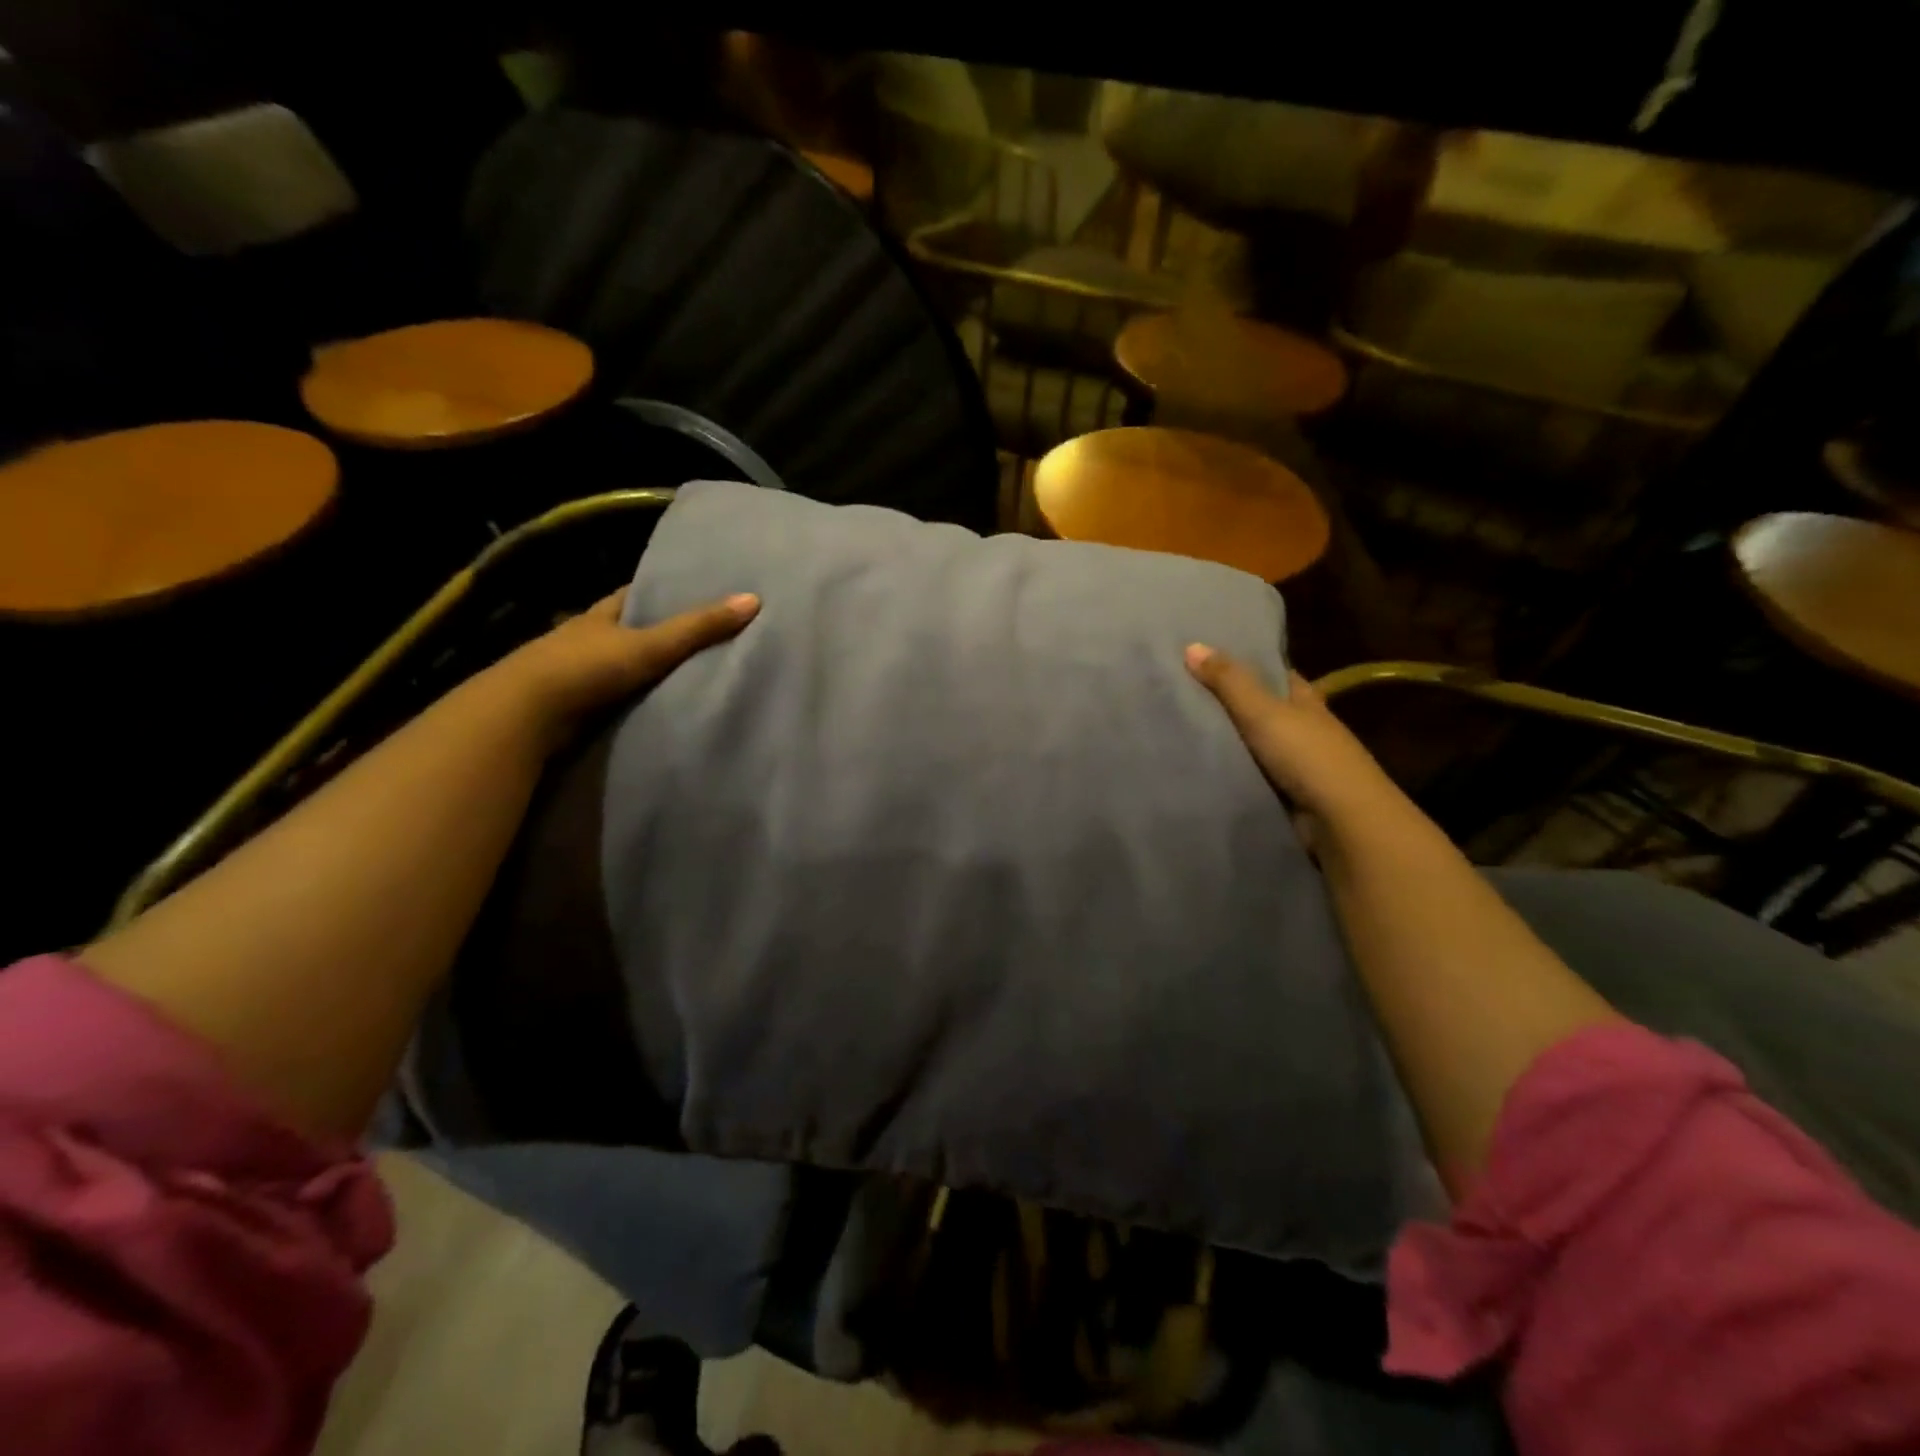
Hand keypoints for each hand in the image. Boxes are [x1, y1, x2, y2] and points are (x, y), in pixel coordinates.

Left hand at [497, 589, 759, 746]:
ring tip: (686, 673)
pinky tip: (653, 705)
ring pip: (617, 664)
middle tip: (701, 635)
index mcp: (600, 614)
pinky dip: (631, 698)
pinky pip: (611, 696)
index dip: (662, 591)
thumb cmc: (587, 668)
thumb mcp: (650, 644)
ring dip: (642, 669)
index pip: (634, 594)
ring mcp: (575, 672)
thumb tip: (753, 599)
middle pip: (626, 629)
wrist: (525, 715)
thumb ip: (699, 628)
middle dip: (655, 631)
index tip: (694, 591)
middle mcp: (585, 638)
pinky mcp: (572, 705)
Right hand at [1184, 643, 1402, 848]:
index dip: (1244, 663)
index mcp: (1304, 700)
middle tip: (1176, 693)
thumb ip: (1229, 681)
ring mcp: (1293, 763)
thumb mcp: (1263, 711)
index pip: (1273, 673)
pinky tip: (1195, 765)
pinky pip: (1246, 774)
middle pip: (1258, 709)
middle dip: (1225, 703)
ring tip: (1174, 728)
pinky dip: (1227, 770)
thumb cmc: (1307, 755)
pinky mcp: (1282, 793)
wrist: (1340, 821)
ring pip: (1250, 744)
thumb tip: (1191, 645)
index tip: (1204, 658)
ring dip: (1224, 740)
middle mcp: (1301, 728)